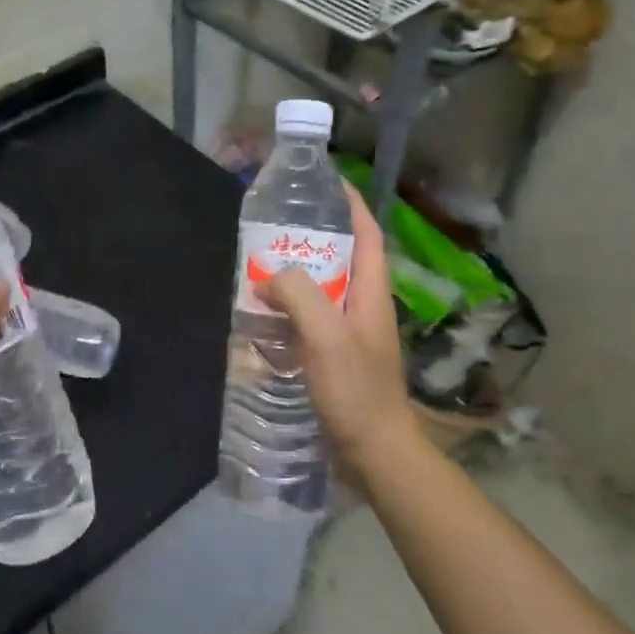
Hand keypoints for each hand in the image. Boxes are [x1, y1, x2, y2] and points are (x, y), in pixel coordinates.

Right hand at [258, 184, 421, 494]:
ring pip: (322, 287)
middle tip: (275, 224)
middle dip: (313, 236)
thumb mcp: (326, 335)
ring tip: (260, 262)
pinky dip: (289, 305)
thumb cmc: (356, 390)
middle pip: (341, 257)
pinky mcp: (336, 354)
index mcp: (370, 291)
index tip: (328, 181)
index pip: (367, 234)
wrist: (375, 452)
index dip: (352, 205)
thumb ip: (298, 294)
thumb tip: (268, 277)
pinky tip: (264, 310)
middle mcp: (363, 304)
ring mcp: (351, 331)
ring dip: (296, 272)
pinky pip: (311, 316)